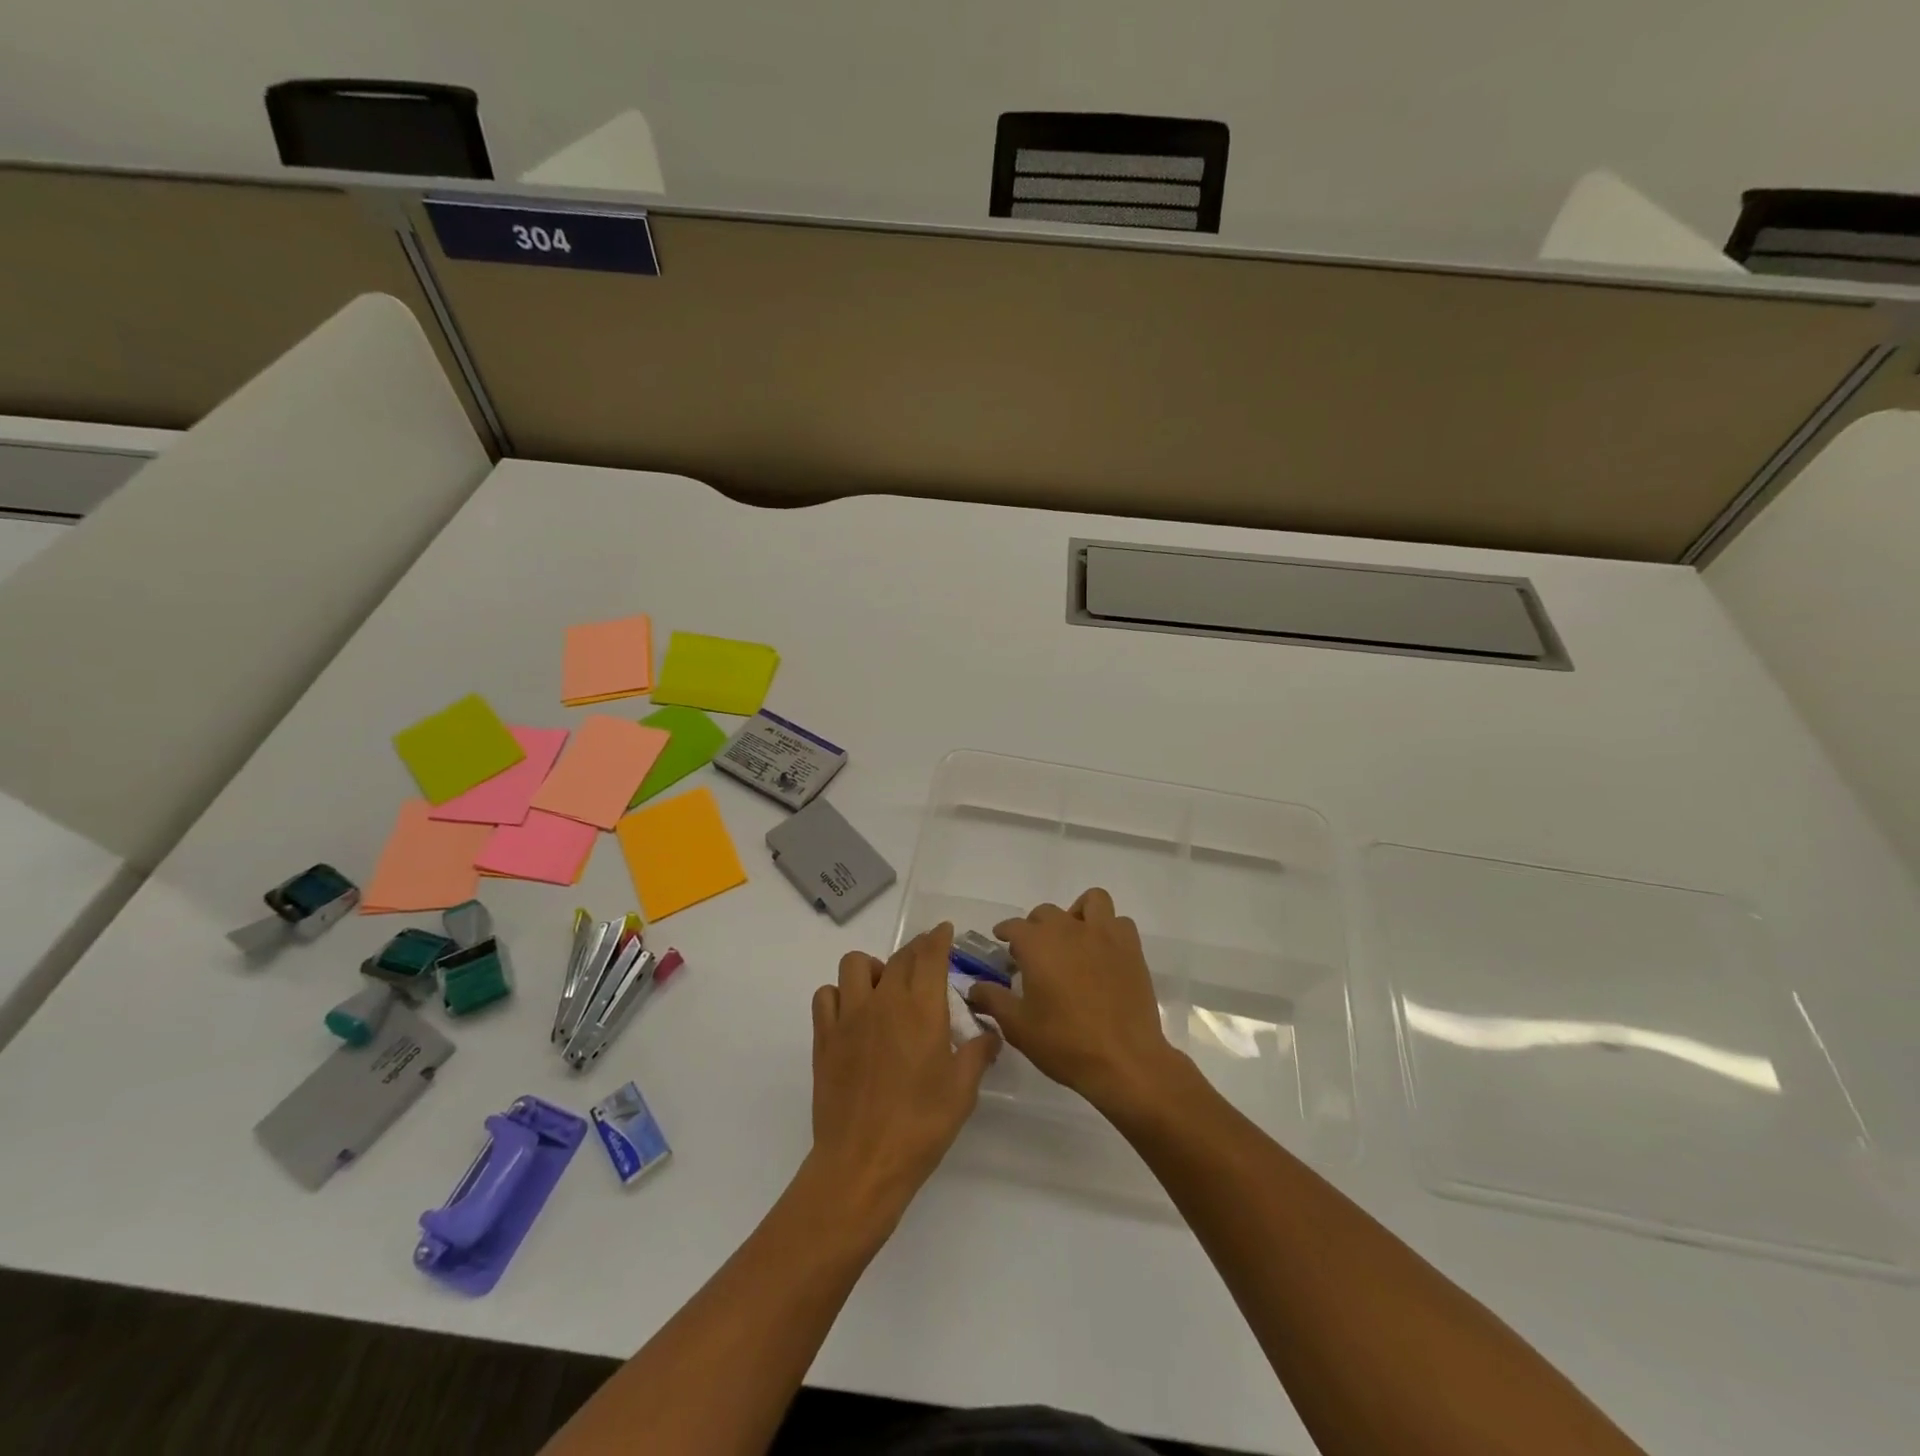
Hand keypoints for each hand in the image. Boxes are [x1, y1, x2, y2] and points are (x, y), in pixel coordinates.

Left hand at [809, 924, 998, 1219]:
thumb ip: (978, 1053)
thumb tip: (991, 1034)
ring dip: (873, 968)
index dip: (938, 938)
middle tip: (925, 964)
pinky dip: (840, 994)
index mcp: (922, 1009)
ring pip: (855, 965)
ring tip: (884, 989)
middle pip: (899, 957)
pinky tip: (852, 1014)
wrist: (863, 1162)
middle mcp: (884, 1001)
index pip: (930, 955)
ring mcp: (849, 1016)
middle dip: (915, 951)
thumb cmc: (921, 1126)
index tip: (944, 931)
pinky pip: (826, 995)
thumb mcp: (963, 1091)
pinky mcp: (824, 1037)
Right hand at [970, 888, 1183, 1113]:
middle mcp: (1069, 929)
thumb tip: (973, 988)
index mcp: (1038, 944)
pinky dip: (1109, 929)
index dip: (1005, 932)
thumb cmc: (1065, 1043)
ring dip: (1077, 914)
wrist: (1124, 1061)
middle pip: (1046, 912)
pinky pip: (1118, 922)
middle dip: (1035, 927)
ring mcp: (1104, 935)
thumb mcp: (1018, 1027)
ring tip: (1073, 940)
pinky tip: (1103, 952)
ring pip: (1090, 902)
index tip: (1002, 942)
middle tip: (1034, 954)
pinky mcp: (1131, 949)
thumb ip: (993, 1000)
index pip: (1014, 926)